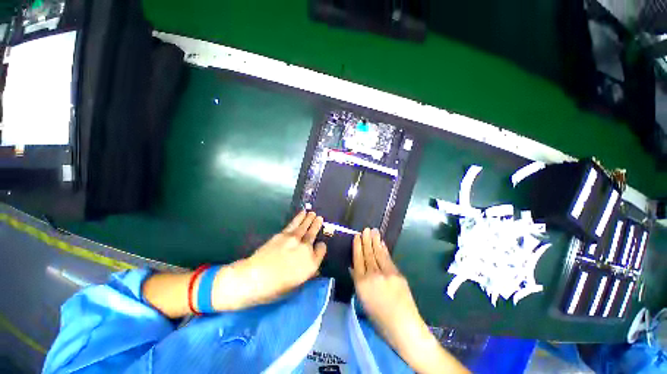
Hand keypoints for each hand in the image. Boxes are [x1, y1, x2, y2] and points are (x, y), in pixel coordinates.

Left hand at [212, 211, 326, 309]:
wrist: (254, 278)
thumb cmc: (275, 288)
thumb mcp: (296, 285)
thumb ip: (307, 274)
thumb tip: (313, 269)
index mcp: (311, 264)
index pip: (321, 250)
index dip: (321, 247)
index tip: (319, 245)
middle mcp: (306, 249)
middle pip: (313, 235)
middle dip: (317, 226)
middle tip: (320, 218)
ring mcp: (295, 240)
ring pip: (305, 227)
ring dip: (310, 219)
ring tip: (313, 213)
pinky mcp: (284, 234)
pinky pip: (294, 224)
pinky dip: (299, 218)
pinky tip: (303, 214)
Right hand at [351, 228, 424, 349]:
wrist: (404, 326)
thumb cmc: (379, 318)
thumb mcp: (363, 301)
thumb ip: (357, 282)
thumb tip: (353, 267)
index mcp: (361, 283)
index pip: (357, 260)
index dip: (357, 247)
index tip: (356, 237)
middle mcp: (372, 275)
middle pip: (367, 254)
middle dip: (366, 240)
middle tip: (365, 229)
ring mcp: (386, 273)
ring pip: (378, 253)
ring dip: (375, 241)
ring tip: (373, 231)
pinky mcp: (397, 274)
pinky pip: (388, 258)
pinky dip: (384, 249)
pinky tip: (382, 243)